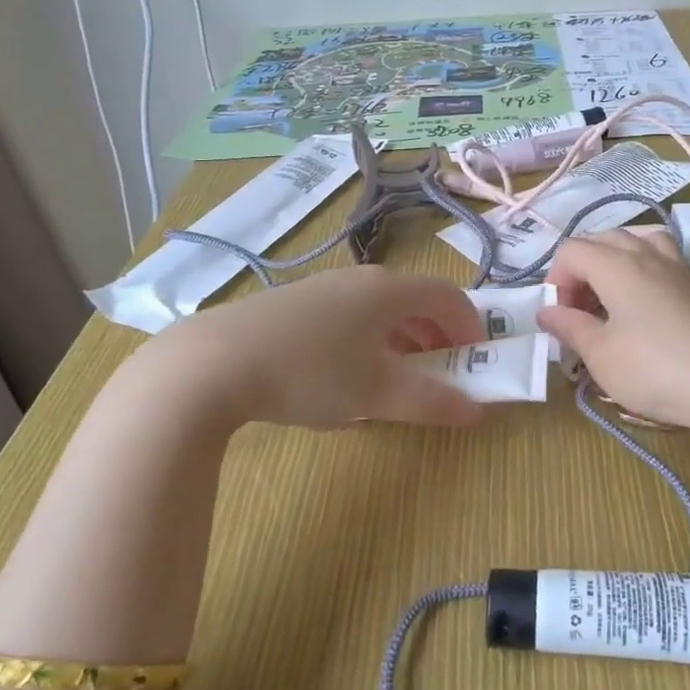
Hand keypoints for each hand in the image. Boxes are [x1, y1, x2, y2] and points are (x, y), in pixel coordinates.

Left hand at [131, 265, 486, 428]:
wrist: (211, 364)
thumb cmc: (309, 373)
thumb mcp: (375, 394)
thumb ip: (430, 402)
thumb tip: (475, 411)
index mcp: (389, 290)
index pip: (448, 296)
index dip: (470, 326)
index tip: (479, 360)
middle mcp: (361, 279)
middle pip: (416, 299)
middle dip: (438, 336)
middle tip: (444, 373)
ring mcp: (324, 287)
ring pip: (381, 308)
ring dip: (404, 338)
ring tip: (400, 376)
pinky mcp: (293, 302)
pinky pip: (350, 314)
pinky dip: (369, 338)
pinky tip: (349, 373)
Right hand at [537, 229, 689, 440]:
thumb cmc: (653, 370)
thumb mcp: (600, 356)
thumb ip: (570, 328)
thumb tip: (546, 310)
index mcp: (615, 267)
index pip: (572, 251)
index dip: (556, 278)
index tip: (560, 316)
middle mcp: (648, 257)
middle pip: (608, 239)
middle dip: (585, 265)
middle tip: (581, 307)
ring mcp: (684, 271)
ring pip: (652, 239)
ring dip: (629, 249)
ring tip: (618, 278)